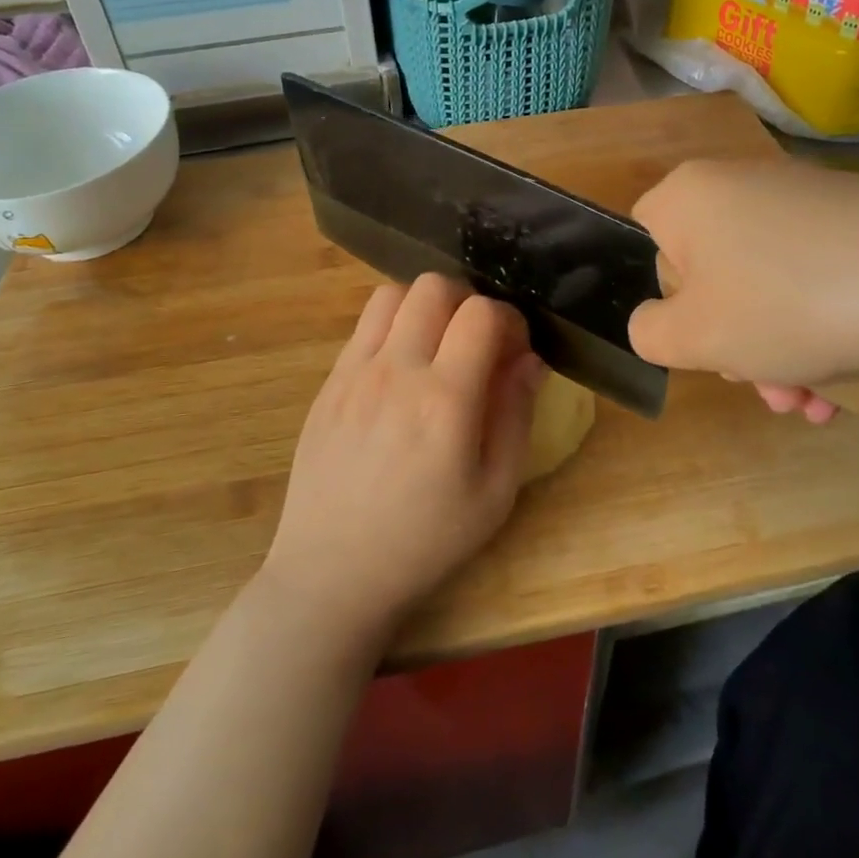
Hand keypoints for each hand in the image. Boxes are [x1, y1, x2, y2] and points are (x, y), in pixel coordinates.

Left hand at [260, 274, 546, 643]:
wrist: (332, 571)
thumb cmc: (425, 540)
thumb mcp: (494, 493)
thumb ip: (516, 416)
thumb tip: (530, 360)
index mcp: (444, 400)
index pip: (482, 314)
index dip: (509, 320)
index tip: (514, 351)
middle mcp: (396, 371)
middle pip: (434, 286)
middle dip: (468, 302)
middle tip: (477, 343)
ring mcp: (354, 372)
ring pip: (392, 294)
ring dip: (424, 307)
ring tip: (436, 347)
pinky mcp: (329, 382)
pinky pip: (363, 326)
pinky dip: (391, 327)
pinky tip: (400, 370)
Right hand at [626, 158, 858, 416]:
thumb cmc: (784, 303)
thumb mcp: (693, 336)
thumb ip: (648, 332)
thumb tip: (655, 322)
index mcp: (688, 197)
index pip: (646, 243)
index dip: (662, 299)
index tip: (695, 338)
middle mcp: (741, 184)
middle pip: (712, 274)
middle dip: (731, 341)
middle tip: (758, 385)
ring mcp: (804, 199)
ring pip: (765, 285)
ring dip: (776, 351)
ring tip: (807, 402)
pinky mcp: (858, 220)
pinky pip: (814, 278)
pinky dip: (817, 329)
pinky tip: (840, 388)